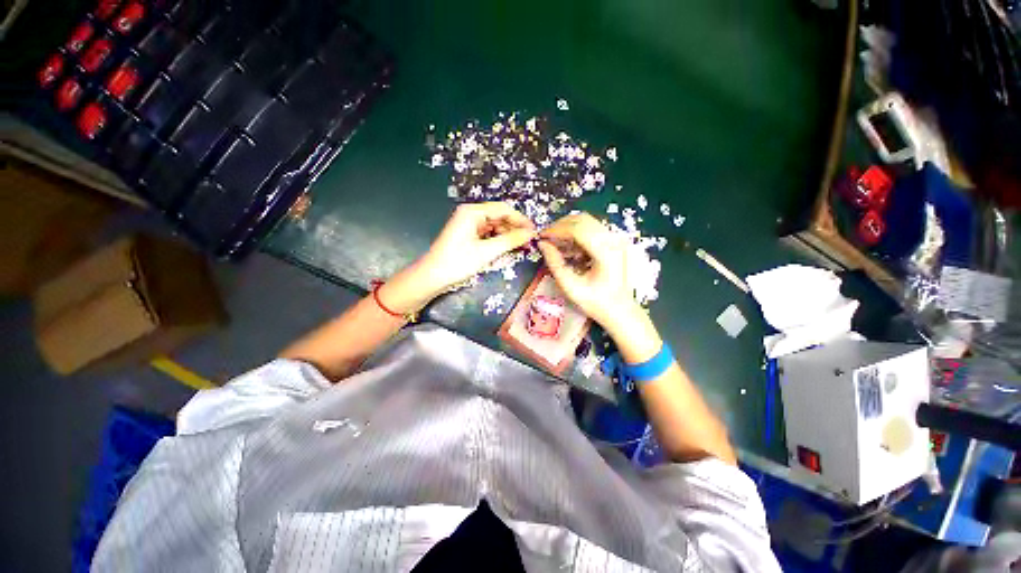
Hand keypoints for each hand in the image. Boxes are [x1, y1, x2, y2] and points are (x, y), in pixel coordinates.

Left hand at [381, 202, 535, 312]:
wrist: (432, 277)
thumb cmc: (457, 262)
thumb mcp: (486, 251)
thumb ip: (510, 240)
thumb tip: (530, 233)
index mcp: (472, 212)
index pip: (503, 209)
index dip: (520, 220)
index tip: (534, 232)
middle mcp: (470, 214)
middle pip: (499, 216)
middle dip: (514, 228)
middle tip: (528, 242)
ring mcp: (468, 224)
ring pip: (494, 226)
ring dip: (507, 235)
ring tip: (520, 247)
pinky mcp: (467, 235)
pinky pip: (487, 233)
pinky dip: (498, 240)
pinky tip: (506, 248)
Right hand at [538, 213, 643, 332]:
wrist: (620, 310)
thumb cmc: (596, 302)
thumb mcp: (570, 287)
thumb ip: (555, 264)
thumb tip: (542, 244)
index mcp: (606, 252)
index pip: (578, 228)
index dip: (556, 230)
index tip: (542, 237)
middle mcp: (614, 241)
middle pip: (583, 220)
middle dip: (561, 226)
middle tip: (546, 238)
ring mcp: (616, 240)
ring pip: (588, 222)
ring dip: (568, 229)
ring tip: (556, 243)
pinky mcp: (615, 242)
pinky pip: (593, 229)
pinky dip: (577, 234)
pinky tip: (569, 249)